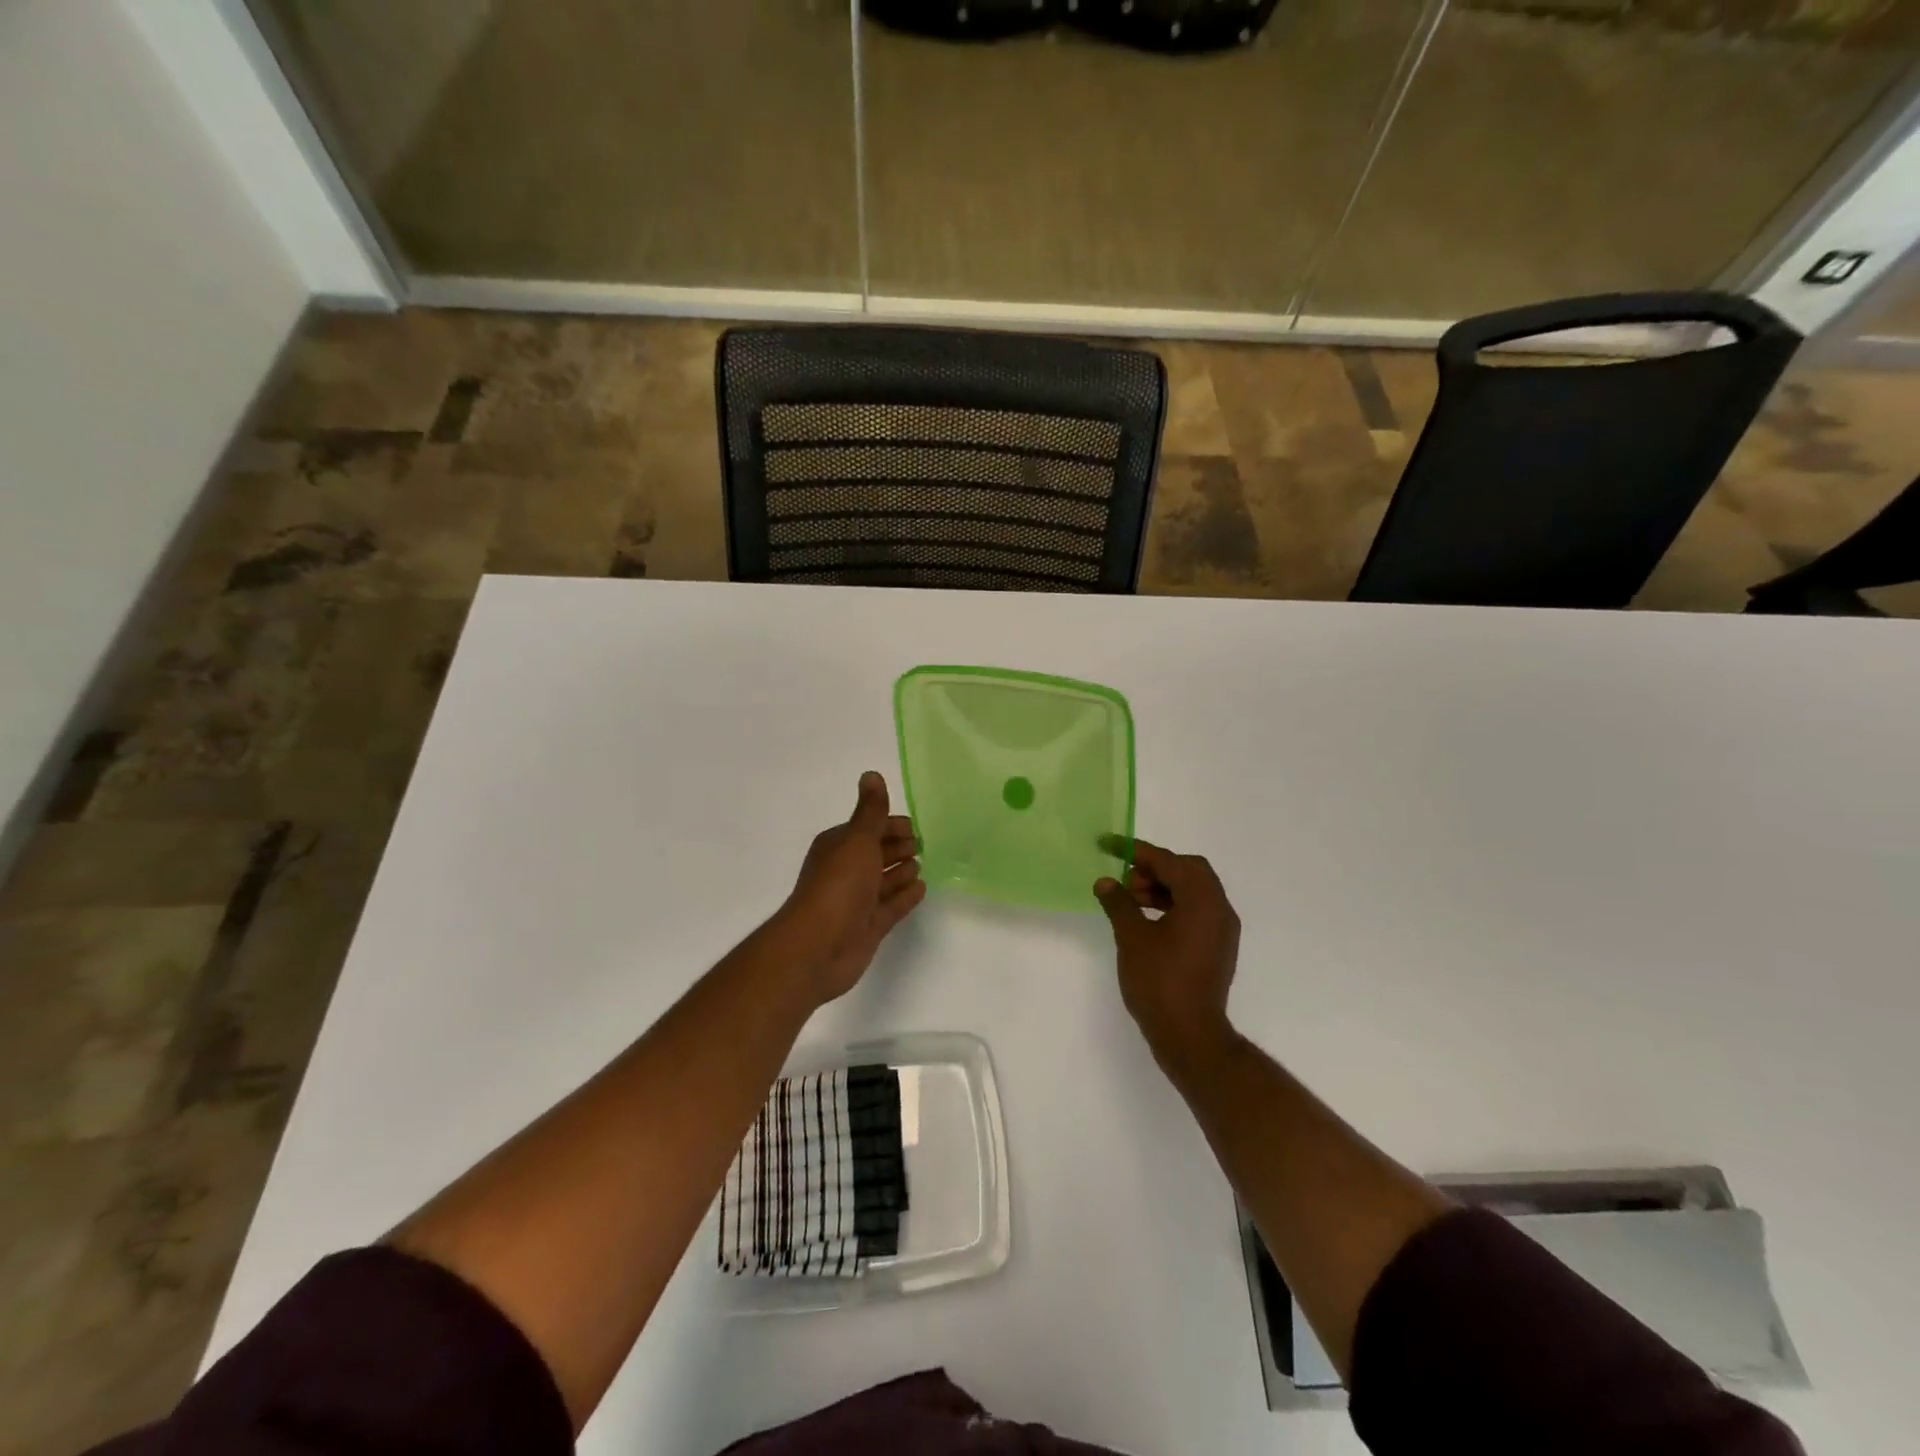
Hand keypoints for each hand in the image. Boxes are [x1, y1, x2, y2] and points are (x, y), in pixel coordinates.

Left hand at [772, 772, 925, 1005]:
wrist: (819, 946)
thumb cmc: (838, 885)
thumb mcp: (858, 839)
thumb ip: (871, 811)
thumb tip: (871, 774)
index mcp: (838, 846)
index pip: (868, 828)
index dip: (890, 825)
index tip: (914, 826)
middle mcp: (846, 871)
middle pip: (876, 854)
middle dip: (897, 847)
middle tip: (921, 844)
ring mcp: (857, 901)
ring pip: (883, 881)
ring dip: (901, 872)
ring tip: (921, 865)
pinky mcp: (869, 927)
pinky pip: (891, 906)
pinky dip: (905, 896)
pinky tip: (921, 889)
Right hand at [1095, 839, 1240, 1072]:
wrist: (1190, 1035)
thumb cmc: (1160, 981)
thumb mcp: (1131, 937)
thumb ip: (1118, 903)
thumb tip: (1106, 882)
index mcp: (1202, 900)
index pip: (1169, 861)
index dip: (1137, 851)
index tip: (1109, 844)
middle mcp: (1220, 909)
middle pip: (1189, 871)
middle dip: (1155, 869)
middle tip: (1126, 881)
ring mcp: (1222, 930)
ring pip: (1194, 891)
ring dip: (1163, 888)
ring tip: (1131, 902)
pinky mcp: (1218, 947)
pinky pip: (1197, 911)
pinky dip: (1173, 906)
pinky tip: (1147, 920)